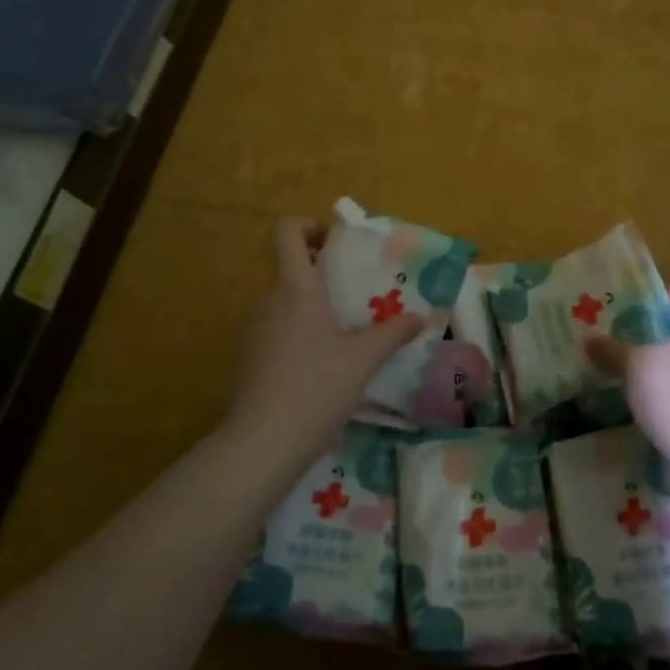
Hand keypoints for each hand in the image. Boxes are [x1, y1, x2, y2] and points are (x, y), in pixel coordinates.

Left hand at [224, 218, 431, 464]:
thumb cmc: (316, 388)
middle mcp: (270, 301)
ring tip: (344, 338)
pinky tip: (320, 369)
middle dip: (322, 277)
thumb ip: (393, 334)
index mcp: (297, 289)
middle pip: (291, 270)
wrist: (262, 443)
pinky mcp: (248, 358)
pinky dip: (298, 337)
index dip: (308, 226)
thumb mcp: (363, 360)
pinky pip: (277, 332)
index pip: (286, 233)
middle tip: (356, 297)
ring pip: (285, 304)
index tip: (333, 244)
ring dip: (312, 310)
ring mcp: (254, 330)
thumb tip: (421, 317)